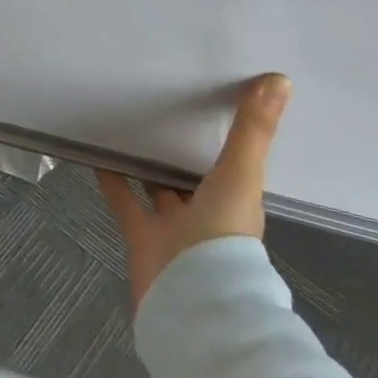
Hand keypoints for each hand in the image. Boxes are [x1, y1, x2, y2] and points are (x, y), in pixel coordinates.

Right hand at [96, 73, 291, 308]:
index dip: (227, 143)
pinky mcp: (141, 236)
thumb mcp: (241, 175)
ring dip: (148, 165)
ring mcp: (174, 229)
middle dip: (185, 155)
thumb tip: (281, 79)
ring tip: (130, 127)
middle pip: (196, 180)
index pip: (234, 168)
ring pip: (159, 190)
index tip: (217, 108)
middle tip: (167, 113)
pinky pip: (124, 200)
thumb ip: (254, 130)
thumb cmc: (224, 235)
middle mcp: (208, 217)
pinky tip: (97, 153)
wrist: (192, 299)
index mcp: (238, 205)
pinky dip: (112, 178)